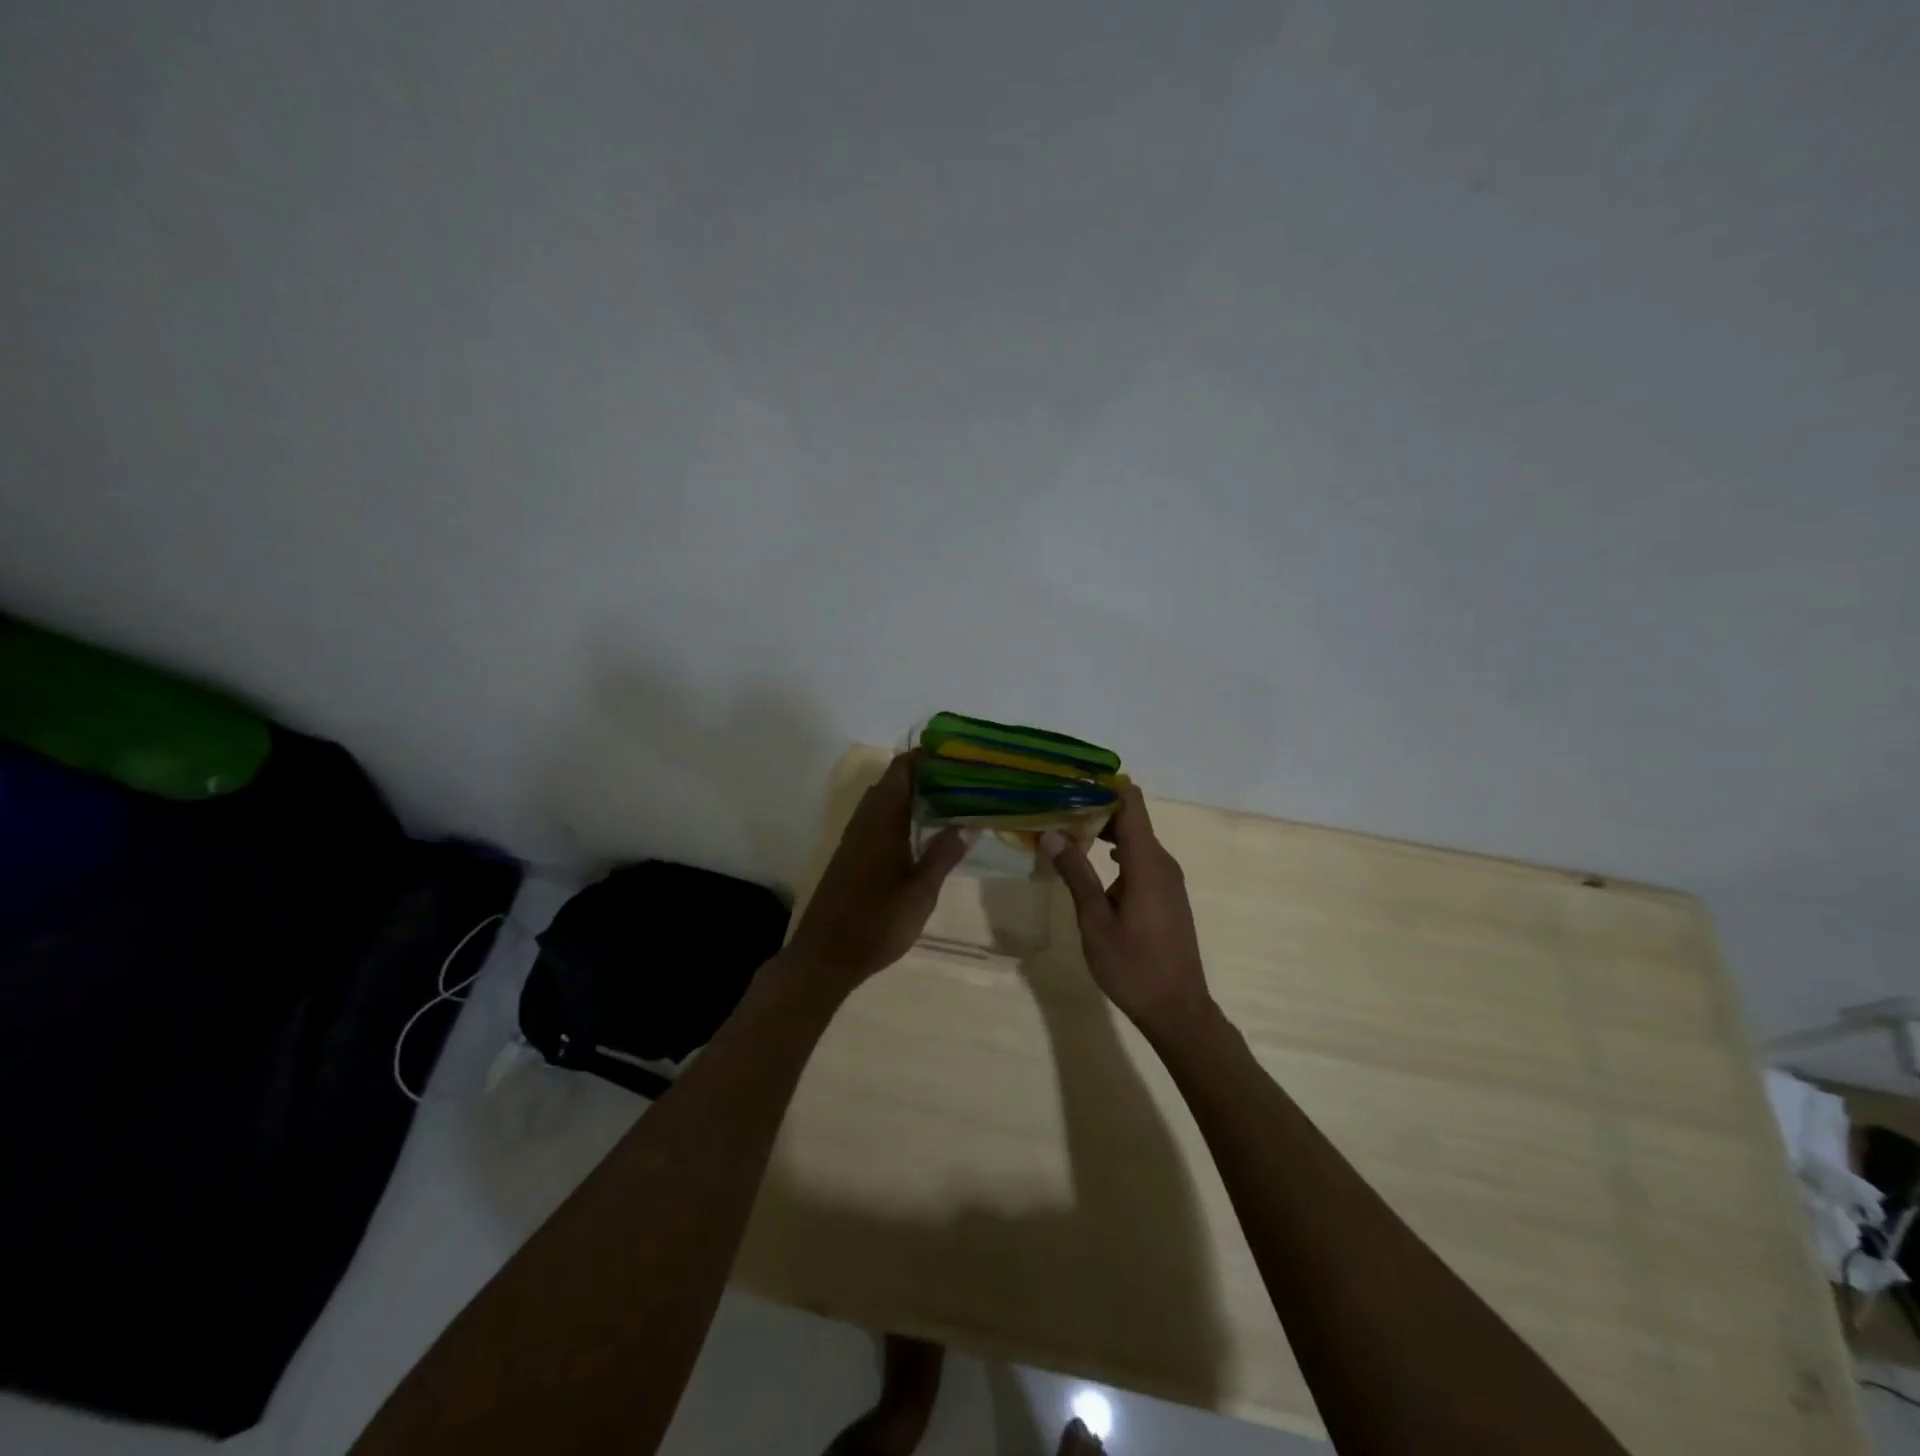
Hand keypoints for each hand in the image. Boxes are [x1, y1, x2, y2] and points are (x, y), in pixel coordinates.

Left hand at [788, 754, 972, 984]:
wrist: (825, 956)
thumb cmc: (876, 923)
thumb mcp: (920, 893)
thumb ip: (943, 855)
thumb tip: (968, 824)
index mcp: (882, 820)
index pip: (902, 770)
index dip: (927, 757)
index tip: (958, 757)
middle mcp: (865, 820)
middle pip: (894, 781)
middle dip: (926, 775)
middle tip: (964, 781)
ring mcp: (855, 838)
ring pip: (885, 801)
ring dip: (914, 796)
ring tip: (952, 802)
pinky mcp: (851, 855)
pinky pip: (879, 820)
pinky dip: (902, 815)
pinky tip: (923, 834)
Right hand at [1042, 785, 1212, 1034]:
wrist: (1178, 1010)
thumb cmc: (1133, 966)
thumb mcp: (1095, 921)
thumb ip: (1076, 873)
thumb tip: (1052, 833)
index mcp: (1147, 862)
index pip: (1130, 801)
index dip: (1102, 785)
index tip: (1068, 782)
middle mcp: (1162, 862)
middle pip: (1130, 817)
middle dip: (1094, 807)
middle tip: (1054, 808)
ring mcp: (1167, 879)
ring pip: (1134, 839)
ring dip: (1103, 831)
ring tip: (1064, 832)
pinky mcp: (1166, 895)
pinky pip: (1140, 859)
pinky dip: (1115, 853)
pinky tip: (1089, 865)